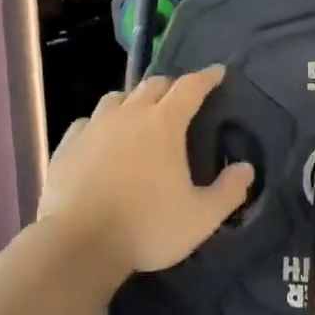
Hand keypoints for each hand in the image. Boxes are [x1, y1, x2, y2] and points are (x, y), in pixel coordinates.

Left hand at [39, 68, 253, 275]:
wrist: (78, 243)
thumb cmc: (146, 227)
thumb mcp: (201, 218)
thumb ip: (228, 191)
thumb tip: (246, 168)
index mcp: (164, 124)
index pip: (190, 88)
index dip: (206, 77)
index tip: (218, 71)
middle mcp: (129, 115)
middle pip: (153, 85)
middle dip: (171, 86)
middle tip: (181, 97)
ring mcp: (94, 126)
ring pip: (116, 98)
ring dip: (133, 100)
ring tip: (139, 114)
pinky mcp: (67, 144)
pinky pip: (87, 121)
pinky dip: (100, 124)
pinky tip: (100, 138)